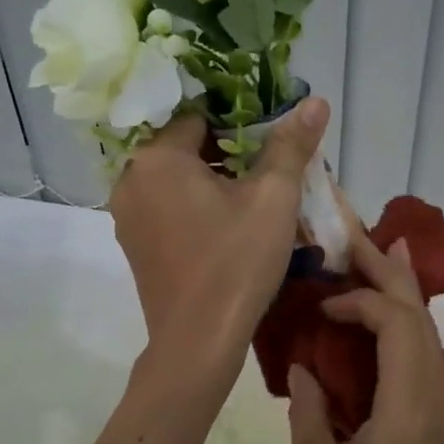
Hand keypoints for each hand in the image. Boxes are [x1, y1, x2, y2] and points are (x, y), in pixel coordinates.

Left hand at [110, 98, 329, 367]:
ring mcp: (127, 217)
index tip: (268, 144)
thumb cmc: (237, 261)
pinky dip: (192, 209)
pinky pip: (166, 210)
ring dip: (209, 184)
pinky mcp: (134, 247)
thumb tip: (316, 101)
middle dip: (226, 156)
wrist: (199, 341)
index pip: (198, 117)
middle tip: (266, 174)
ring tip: (252, 202)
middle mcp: (131, 180)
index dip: (237, 125)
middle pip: (184, 149)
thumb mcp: (274, 198)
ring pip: (175, 181)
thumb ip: (291, 145)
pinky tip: (225, 231)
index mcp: (157, 158)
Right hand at [286, 226, 443, 443]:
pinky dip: (403, 327)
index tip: (324, 305)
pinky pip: (424, 358)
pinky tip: (383, 320)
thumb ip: (309, 411)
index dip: (363, 301)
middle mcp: (437, 398)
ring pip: (428, 335)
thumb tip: (304, 369)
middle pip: (422, 318)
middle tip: (358, 238)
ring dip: (400, 296)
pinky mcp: (439, 424)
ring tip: (374, 259)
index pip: (398, 326)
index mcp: (409, 406)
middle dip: (391, 273)